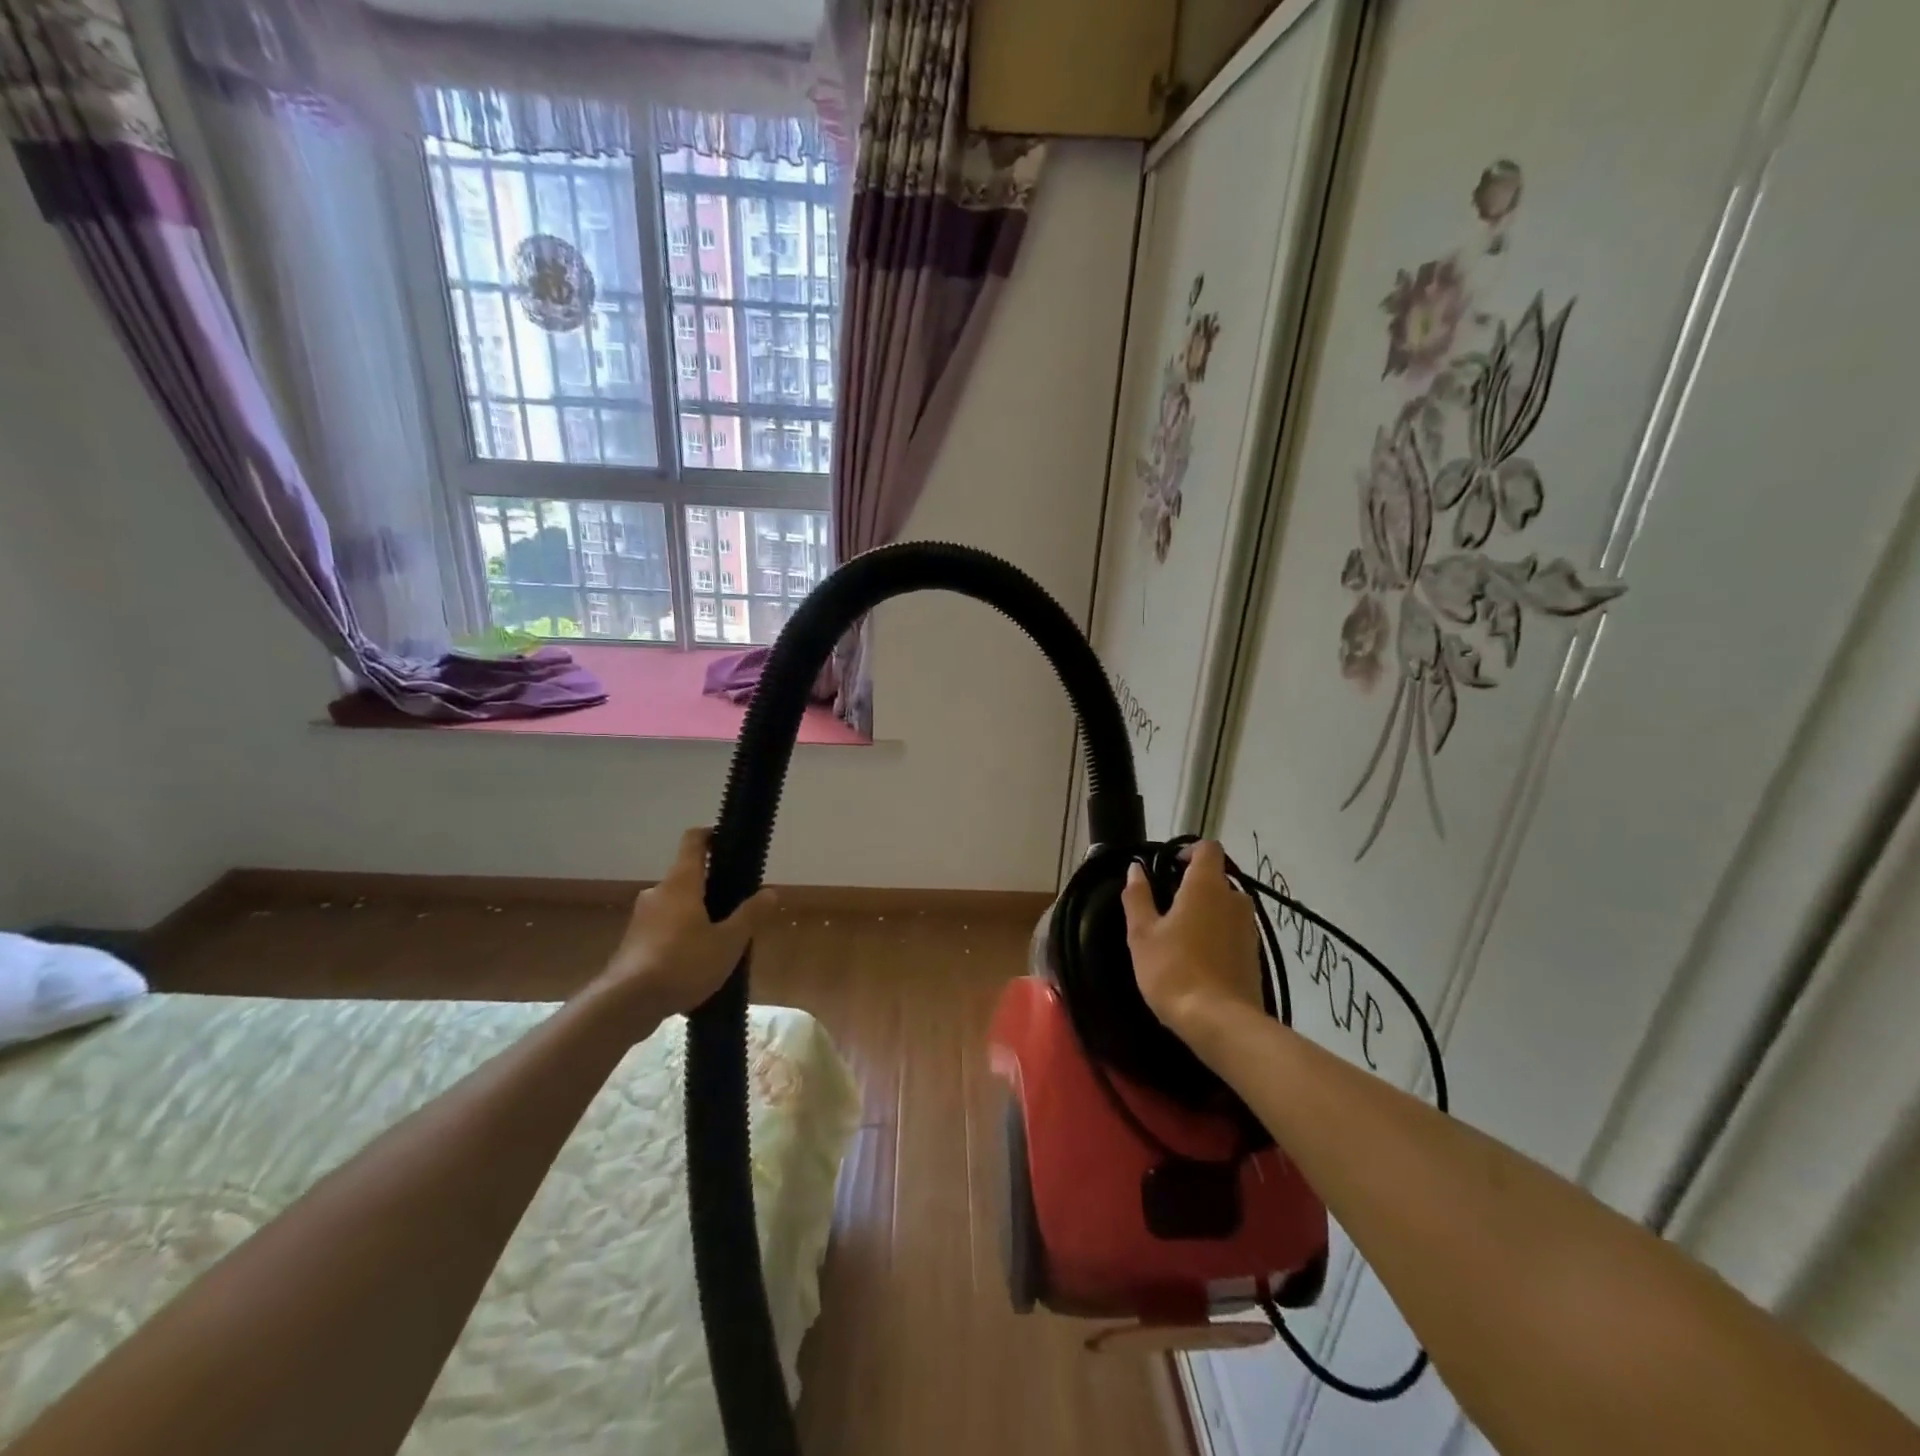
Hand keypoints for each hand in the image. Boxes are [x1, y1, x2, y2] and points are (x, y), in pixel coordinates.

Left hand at [589, 828, 777, 1034]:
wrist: (625, 1004)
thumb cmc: (682, 963)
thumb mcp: (728, 942)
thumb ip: (750, 915)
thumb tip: (771, 892)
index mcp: (681, 882)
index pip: (694, 841)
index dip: (711, 835)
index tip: (728, 841)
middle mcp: (658, 892)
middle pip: (688, 877)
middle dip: (711, 888)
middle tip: (736, 907)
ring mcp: (641, 918)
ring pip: (675, 906)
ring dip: (696, 915)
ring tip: (719, 940)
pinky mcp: (632, 943)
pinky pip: (663, 929)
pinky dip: (680, 936)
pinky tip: (695, 963)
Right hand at [1120, 841, 1265, 1046]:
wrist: (1220, 1023)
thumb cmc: (1173, 970)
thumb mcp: (1142, 934)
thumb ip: (1138, 896)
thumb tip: (1136, 869)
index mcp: (1206, 886)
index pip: (1207, 848)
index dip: (1188, 851)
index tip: (1168, 867)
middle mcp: (1234, 899)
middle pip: (1216, 878)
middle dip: (1193, 886)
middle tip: (1166, 908)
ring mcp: (1249, 928)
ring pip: (1226, 906)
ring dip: (1206, 912)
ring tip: (1181, 936)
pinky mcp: (1256, 955)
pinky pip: (1233, 931)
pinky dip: (1217, 935)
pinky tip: (1198, 958)